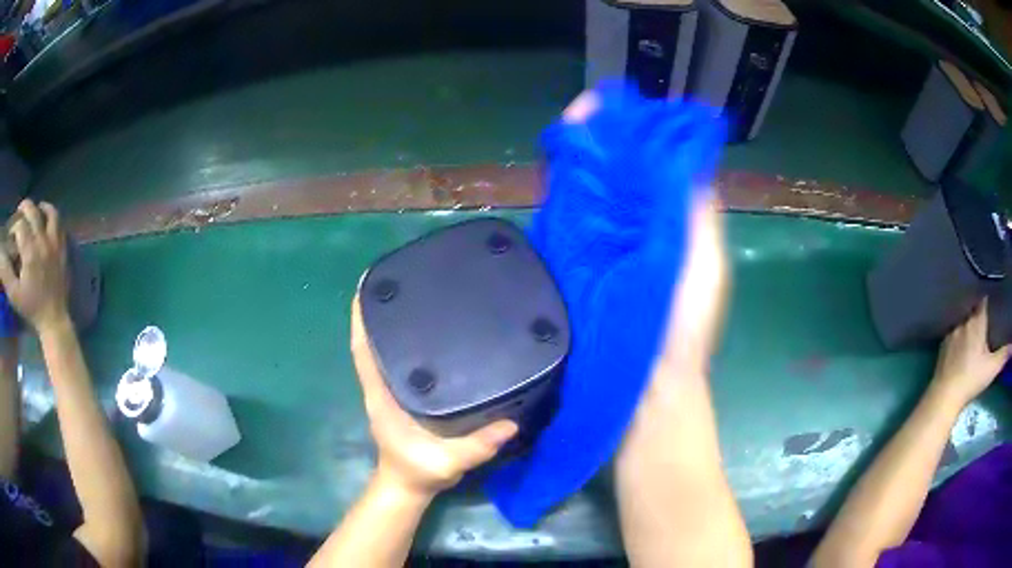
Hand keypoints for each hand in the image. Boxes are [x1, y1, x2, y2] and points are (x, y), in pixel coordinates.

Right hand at [0, 200, 68, 331]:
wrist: (53, 321)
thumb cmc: (31, 308)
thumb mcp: (14, 294)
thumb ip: (6, 273)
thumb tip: (1, 254)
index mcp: (30, 252)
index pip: (20, 226)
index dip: (13, 227)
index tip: (10, 236)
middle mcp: (43, 241)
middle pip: (33, 212)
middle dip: (24, 208)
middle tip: (19, 213)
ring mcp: (55, 244)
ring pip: (49, 212)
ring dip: (40, 207)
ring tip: (33, 212)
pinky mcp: (63, 249)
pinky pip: (60, 224)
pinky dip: (52, 216)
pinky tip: (46, 219)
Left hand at [350, 293, 517, 498]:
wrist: (409, 485)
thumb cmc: (420, 471)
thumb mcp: (448, 462)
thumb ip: (476, 446)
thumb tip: (510, 422)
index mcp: (381, 395)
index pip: (363, 351)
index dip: (359, 318)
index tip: (365, 285)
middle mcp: (381, 386)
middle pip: (370, 342)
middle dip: (375, 310)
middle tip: (398, 279)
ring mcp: (389, 390)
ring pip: (382, 349)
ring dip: (387, 323)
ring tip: (411, 293)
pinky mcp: (401, 394)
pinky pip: (396, 361)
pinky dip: (400, 341)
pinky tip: (423, 329)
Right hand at [561, 91, 730, 379]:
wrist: (646, 384)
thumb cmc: (684, 327)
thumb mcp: (705, 266)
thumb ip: (697, 214)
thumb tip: (683, 157)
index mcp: (666, 220)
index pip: (650, 164)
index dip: (637, 135)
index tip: (623, 113)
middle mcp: (631, 224)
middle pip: (613, 170)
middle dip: (598, 138)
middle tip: (581, 116)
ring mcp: (598, 241)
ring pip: (585, 188)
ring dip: (576, 157)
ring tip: (565, 131)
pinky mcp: (569, 262)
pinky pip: (561, 219)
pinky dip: (556, 192)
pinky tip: (551, 169)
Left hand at [931, 300, 1010, 406]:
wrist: (946, 395)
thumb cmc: (971, 379)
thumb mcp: (991, 368)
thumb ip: (1003, 355)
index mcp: (976, 321)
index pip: (983, 302)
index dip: (988, 300)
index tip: (992, 301)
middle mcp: (964, 321)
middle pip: (972, 310)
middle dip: (978, 312)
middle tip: (984, 318)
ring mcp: (952, 332)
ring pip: (962, 321)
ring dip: (968, 324)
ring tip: (973, 329)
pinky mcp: (943, 344)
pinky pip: (953, 333)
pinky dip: (958, 335)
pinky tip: (960, 342)